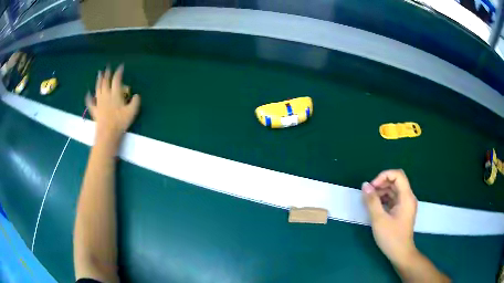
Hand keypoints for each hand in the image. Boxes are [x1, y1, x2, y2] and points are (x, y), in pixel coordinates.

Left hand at [85, 65, 139, 145]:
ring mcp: (99, 102)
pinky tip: (88, 93)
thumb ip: (135, 101)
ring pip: (98, 88)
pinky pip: (90, 102)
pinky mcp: (95, 110)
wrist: (107, 134)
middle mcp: (106, 95)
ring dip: (98, 80)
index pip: (117, 79)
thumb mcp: (132, 111)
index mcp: (115, 94)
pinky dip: (88, 97)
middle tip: (107, 67)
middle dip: (107, 73)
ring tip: (99, 74)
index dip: (119, 72)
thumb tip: (136, 95)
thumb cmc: (120, 122)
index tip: (121, 66)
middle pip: (105, 82)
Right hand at [362, 169, 418, 267]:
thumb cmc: (391, 237)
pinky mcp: (402, 211)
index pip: (398, 175)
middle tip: (368, 194)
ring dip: (382, 192)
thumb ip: (372, 201)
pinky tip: (376, 207)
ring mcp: (406, 204)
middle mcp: (408, 197)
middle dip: (381, 184)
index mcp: (406, 197)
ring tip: (369, 201)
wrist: (401, 253)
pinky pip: (393, 199)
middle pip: (396, 181)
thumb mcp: (379, 219)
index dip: (384, 176)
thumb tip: (365, 185)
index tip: (372, 187)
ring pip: (394, 190)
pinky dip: (384, 199)